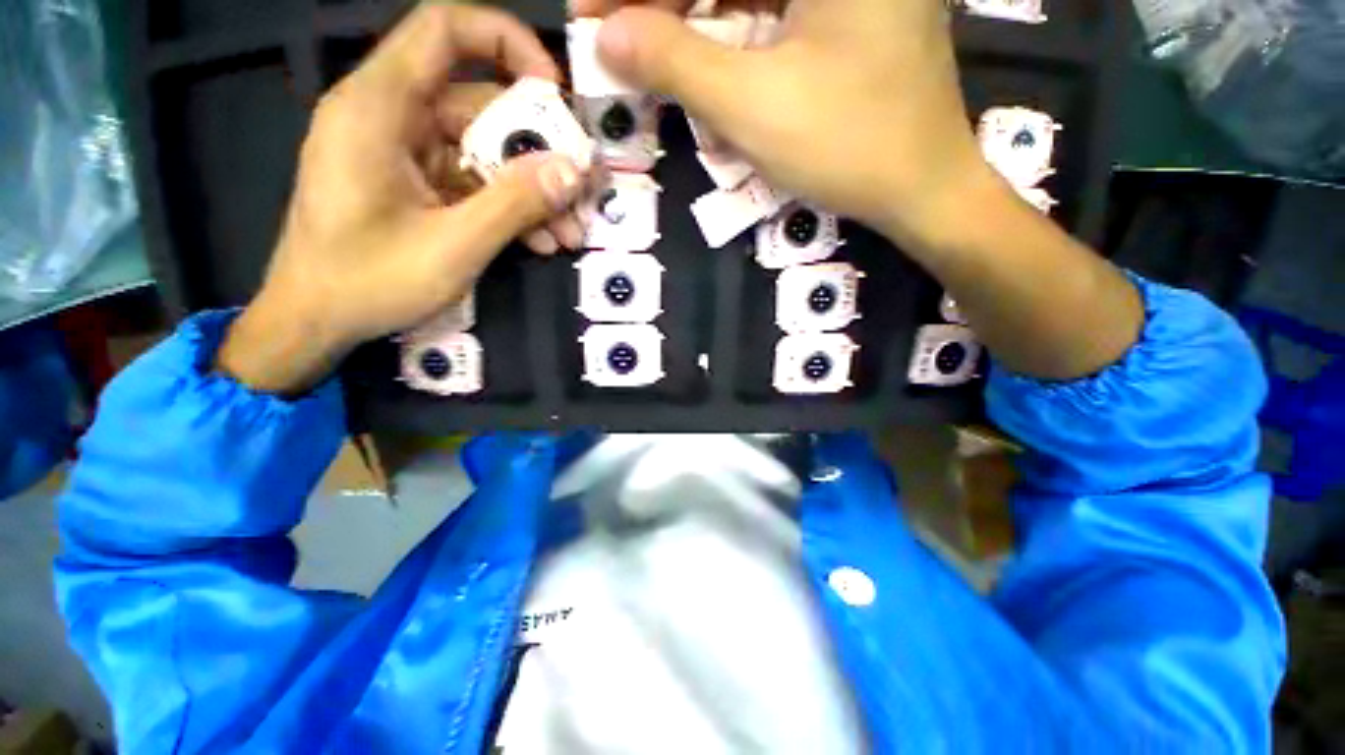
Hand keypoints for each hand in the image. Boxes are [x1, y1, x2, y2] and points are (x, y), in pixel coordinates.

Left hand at [218, 4, 590, 394]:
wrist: (315, 323)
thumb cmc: (367, 283)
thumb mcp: (453, 246)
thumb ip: (515, 203)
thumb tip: (575, 171)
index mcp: (380, 108)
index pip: (445, 30)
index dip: (507, 43)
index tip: (554, 91)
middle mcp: (392, 117)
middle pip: (480, 105)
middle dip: (539, 151)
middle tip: (581, 191)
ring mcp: (404, 154)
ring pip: (484, 151)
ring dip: (532, 191)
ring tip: (569, 233)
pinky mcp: (415, 186)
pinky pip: (473, 182)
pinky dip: (509, 208)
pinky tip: (541, 242)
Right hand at [577, 0, 1002, 248]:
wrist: (921, 186)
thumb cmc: (846, 145)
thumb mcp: (752, 106)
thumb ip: (676, 63)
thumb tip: (608, 36)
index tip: (593, 13)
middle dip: (667, 6)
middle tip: (619, 38)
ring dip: (696, 19)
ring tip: (653, 52)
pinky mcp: (849, 10)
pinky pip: (773, 8)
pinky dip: (731, 30)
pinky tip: (705, 56)